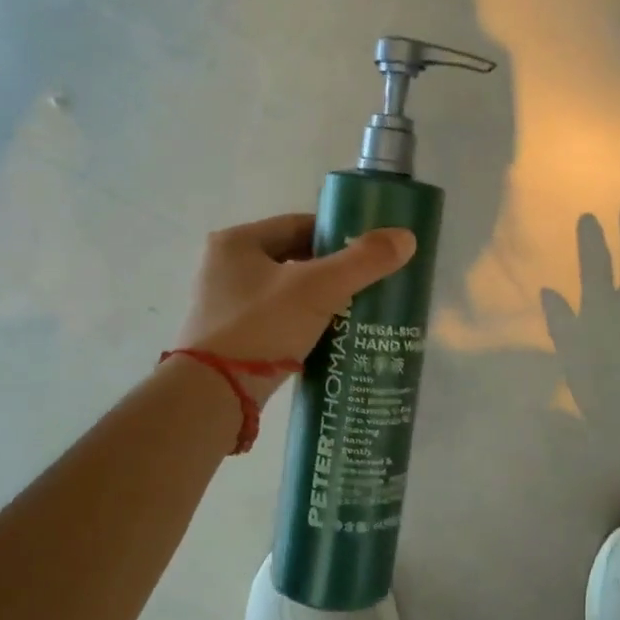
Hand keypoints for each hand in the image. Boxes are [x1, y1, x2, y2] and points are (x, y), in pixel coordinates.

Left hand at [174, 213, 416, 404]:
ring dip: (320, 299)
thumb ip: (362, 262)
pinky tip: (330, 338)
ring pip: (287, 292)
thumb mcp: (317, 289)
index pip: (299, 224)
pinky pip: (278, 320)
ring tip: (357, 312)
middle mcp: (225, 267)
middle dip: (332, 271)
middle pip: (294, 258)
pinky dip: (304, 323)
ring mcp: (225, 305)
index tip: (369, 252)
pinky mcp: (231, 339)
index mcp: (237, 242)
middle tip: (369, 283)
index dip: (338, 234)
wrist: (212, 395)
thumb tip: (406, 238)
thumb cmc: (260, 328)